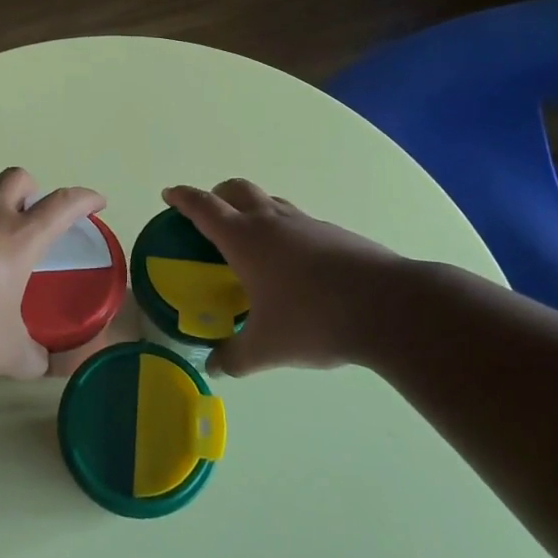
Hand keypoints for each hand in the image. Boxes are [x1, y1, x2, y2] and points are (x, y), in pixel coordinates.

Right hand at [163, 179, 407, 374]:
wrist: (388, 307)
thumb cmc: (314, 320)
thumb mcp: (267, 347)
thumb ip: (235, 357)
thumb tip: (214, 367)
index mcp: (245, 239)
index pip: (204, 207)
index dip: (183, 198)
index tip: (169, 195)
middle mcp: (272, 222)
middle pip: (237, 190)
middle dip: (218, 194)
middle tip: (209, 214)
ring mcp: (307, 224)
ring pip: (271, 203)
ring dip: (253, 209)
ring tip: (251, 241)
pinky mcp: (335, 234)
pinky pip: (298, 222)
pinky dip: (284, 231)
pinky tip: (292, 265)